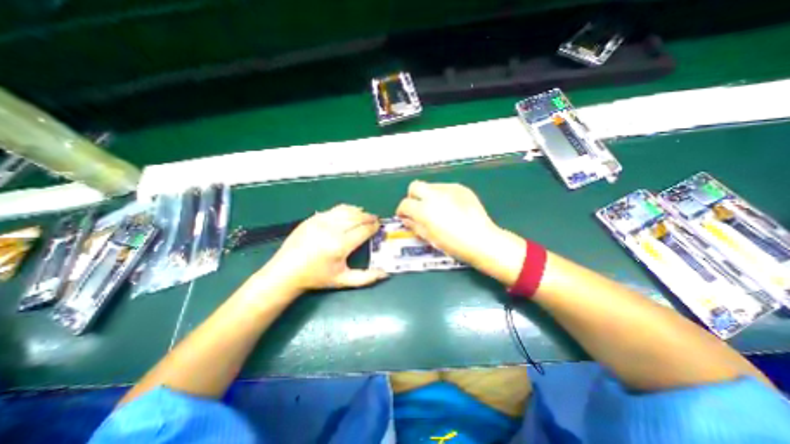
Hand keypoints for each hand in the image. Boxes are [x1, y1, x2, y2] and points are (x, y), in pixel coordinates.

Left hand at [264, 203, 388, 292]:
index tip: (379, 226)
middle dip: (369, 217)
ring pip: (346, 211)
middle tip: (375, 219)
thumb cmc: (317, 277)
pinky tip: (350, 212)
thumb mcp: (343, 281)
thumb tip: (385, 274)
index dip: (373, 227)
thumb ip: (366, 278)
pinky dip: (345, 209)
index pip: (363, 230)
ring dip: (358, 211)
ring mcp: (321, 221)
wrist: (286, 272)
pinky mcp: (313, 218)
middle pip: (356, 218)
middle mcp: (332, 230)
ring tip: (365, 214)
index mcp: (340, 245)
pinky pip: (334, 210)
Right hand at [399, 181, 501, 262]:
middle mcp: (434, 195)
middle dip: (413, 197)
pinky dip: (443, 196)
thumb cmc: (454, 244)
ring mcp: (449, 189)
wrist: (481, 240)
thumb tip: (407, 219)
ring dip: (428, 196)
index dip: (402, 211)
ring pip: (430, 186)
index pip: (405, 204)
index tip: (405, 216)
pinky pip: (445, 188)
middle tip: (418, 208)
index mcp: (424, 210)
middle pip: (415, 187)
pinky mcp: (461, 188)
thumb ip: (415, 226)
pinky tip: (450, 207)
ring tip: (436, 208)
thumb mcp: (430, 238)